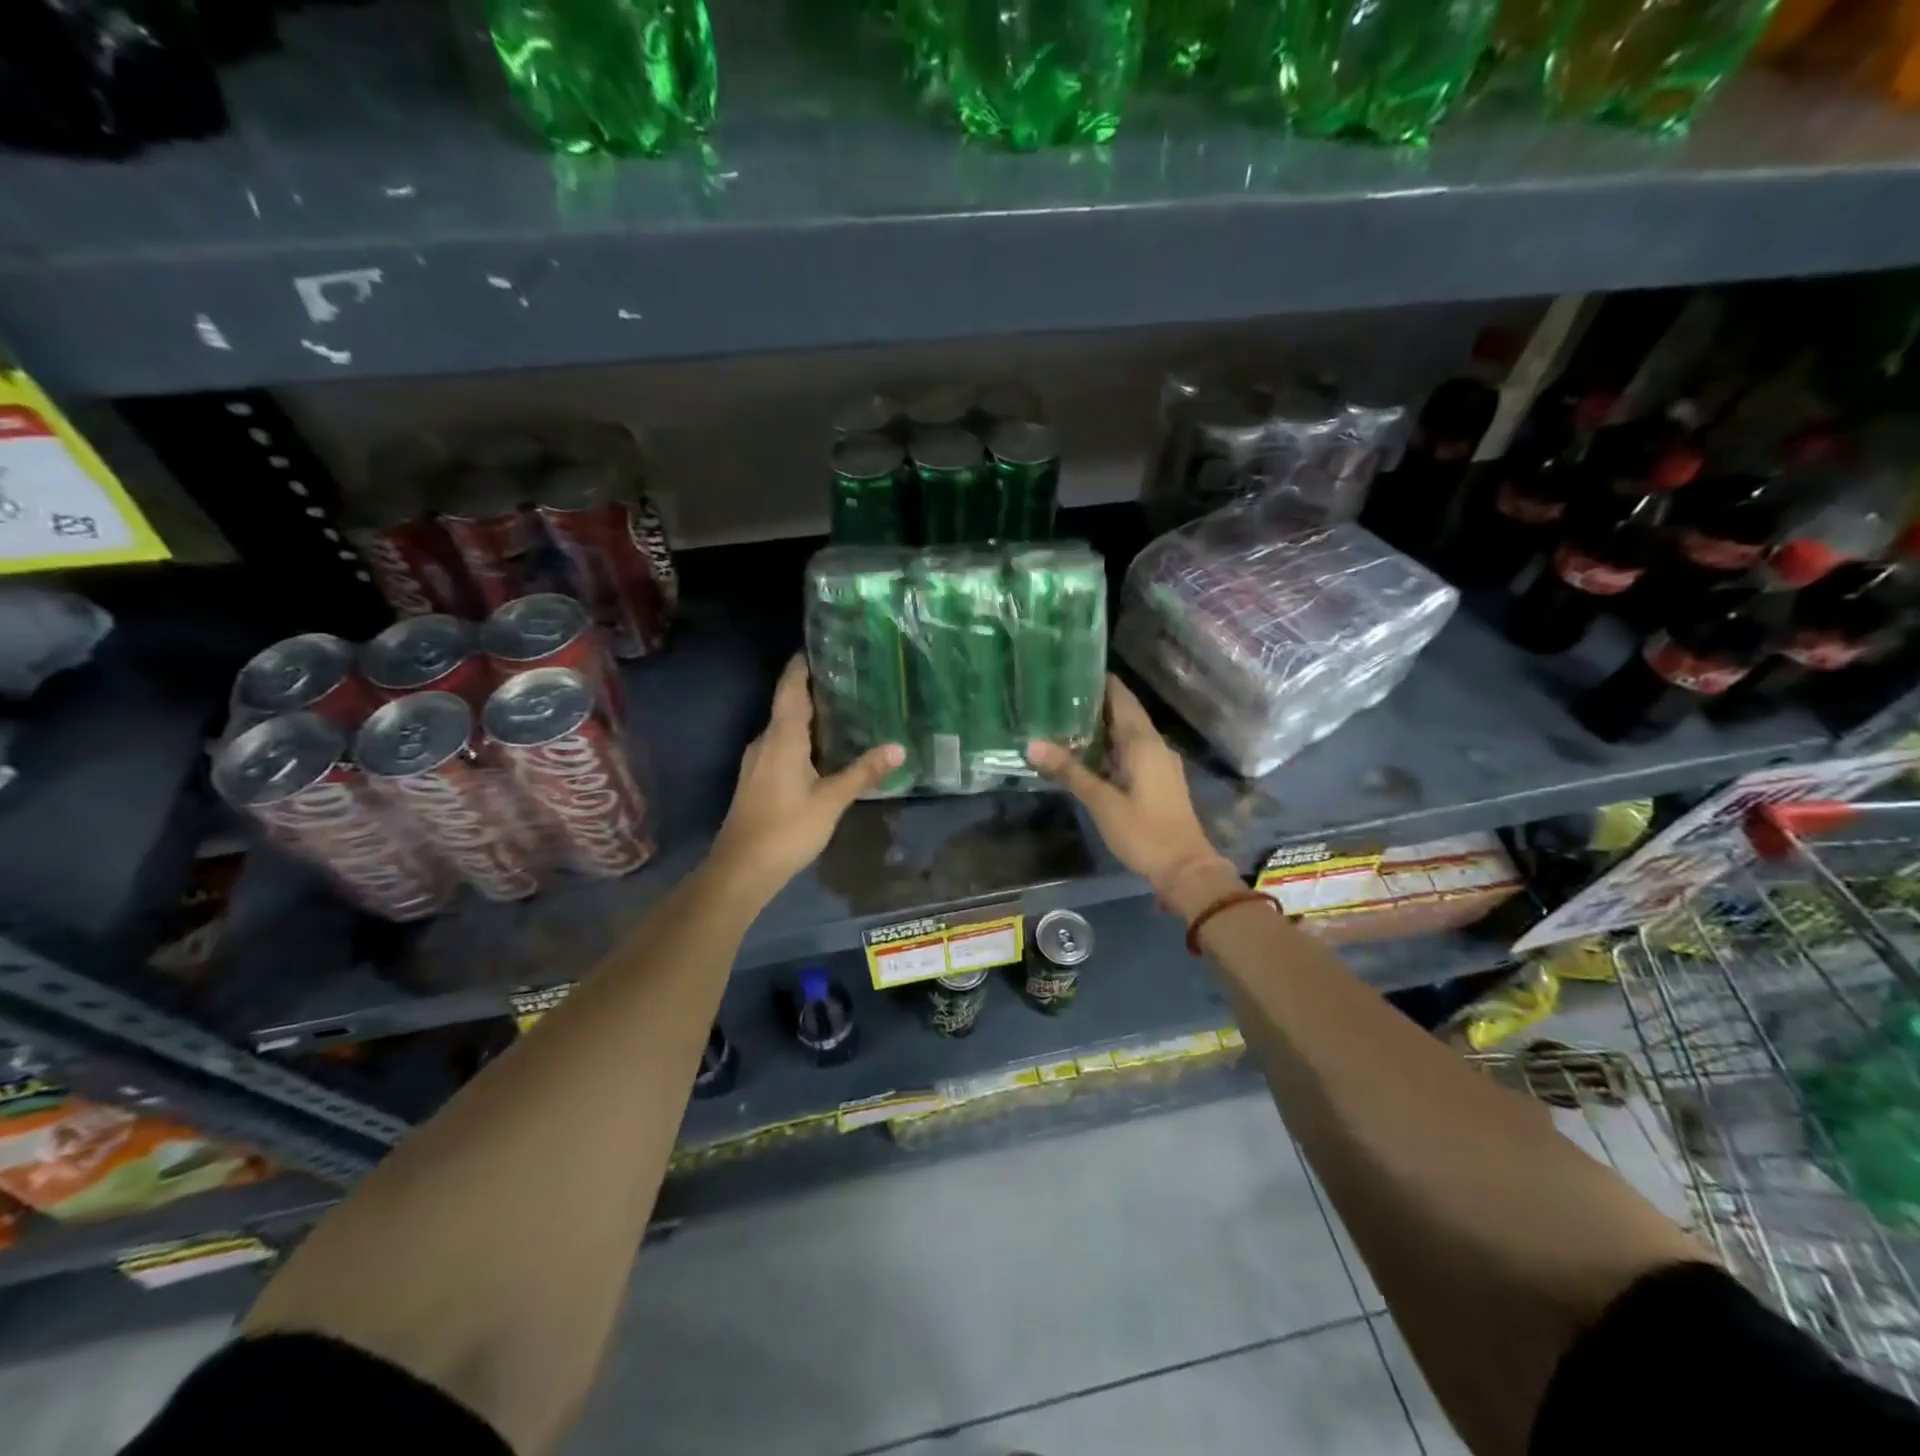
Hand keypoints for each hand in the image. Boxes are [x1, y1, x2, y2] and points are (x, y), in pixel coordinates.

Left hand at [710, 656, 903, 891]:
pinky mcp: (758, 779)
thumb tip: (898, 747)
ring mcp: (758, 761)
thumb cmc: (787, 829)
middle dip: (813, 688)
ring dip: (808, 715)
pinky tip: (824, 748)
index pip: (790, 688)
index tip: (821, 646)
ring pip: (784, 727)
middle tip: (848, 677)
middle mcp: (765, 741)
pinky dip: (802, 737)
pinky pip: (782, 745)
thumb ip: (863, 772)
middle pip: (787, 704)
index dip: (802, 665)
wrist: (742, 869)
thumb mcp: (831, 800)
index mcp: (781, 737)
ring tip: (843, 708)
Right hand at [1026, 676, 1237, 914]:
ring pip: (1127, 734)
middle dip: (1094, 703)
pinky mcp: (1158, 780)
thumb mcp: (1101, 802)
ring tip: (1064, 719)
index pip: (1121, 697)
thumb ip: (1069, 771)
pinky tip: (1088, 753)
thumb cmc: (1144, 832)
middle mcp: (1154, 745)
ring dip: (1101, 726)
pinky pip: (1131, 752)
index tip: (1070, 670)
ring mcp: (1159, 763)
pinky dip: (1110, 746)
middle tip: (1057, 695)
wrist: (1186, 869)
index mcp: (1143, 742)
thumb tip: (1032, 745)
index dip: (1100, 681)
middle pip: (1124, 713)